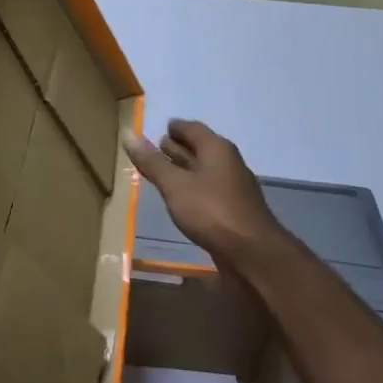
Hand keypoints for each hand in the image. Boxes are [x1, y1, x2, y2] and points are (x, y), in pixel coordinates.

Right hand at [123, 120, 288, 274]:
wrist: (253, 254)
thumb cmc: (211, 211)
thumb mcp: (174, 185)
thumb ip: (152, 162)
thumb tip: (128, 133)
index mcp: (216, 148)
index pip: (192, 128)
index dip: (174, 128)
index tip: (158, 130)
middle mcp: (228, 162)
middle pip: (200, 148)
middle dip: (178, 147)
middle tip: (155, 149)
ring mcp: (233, 187)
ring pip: (205, 170)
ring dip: (185, 170)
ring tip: (162, 173)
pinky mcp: (234, 210)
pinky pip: (209, 190)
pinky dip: (193, 189)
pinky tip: (181, 199)